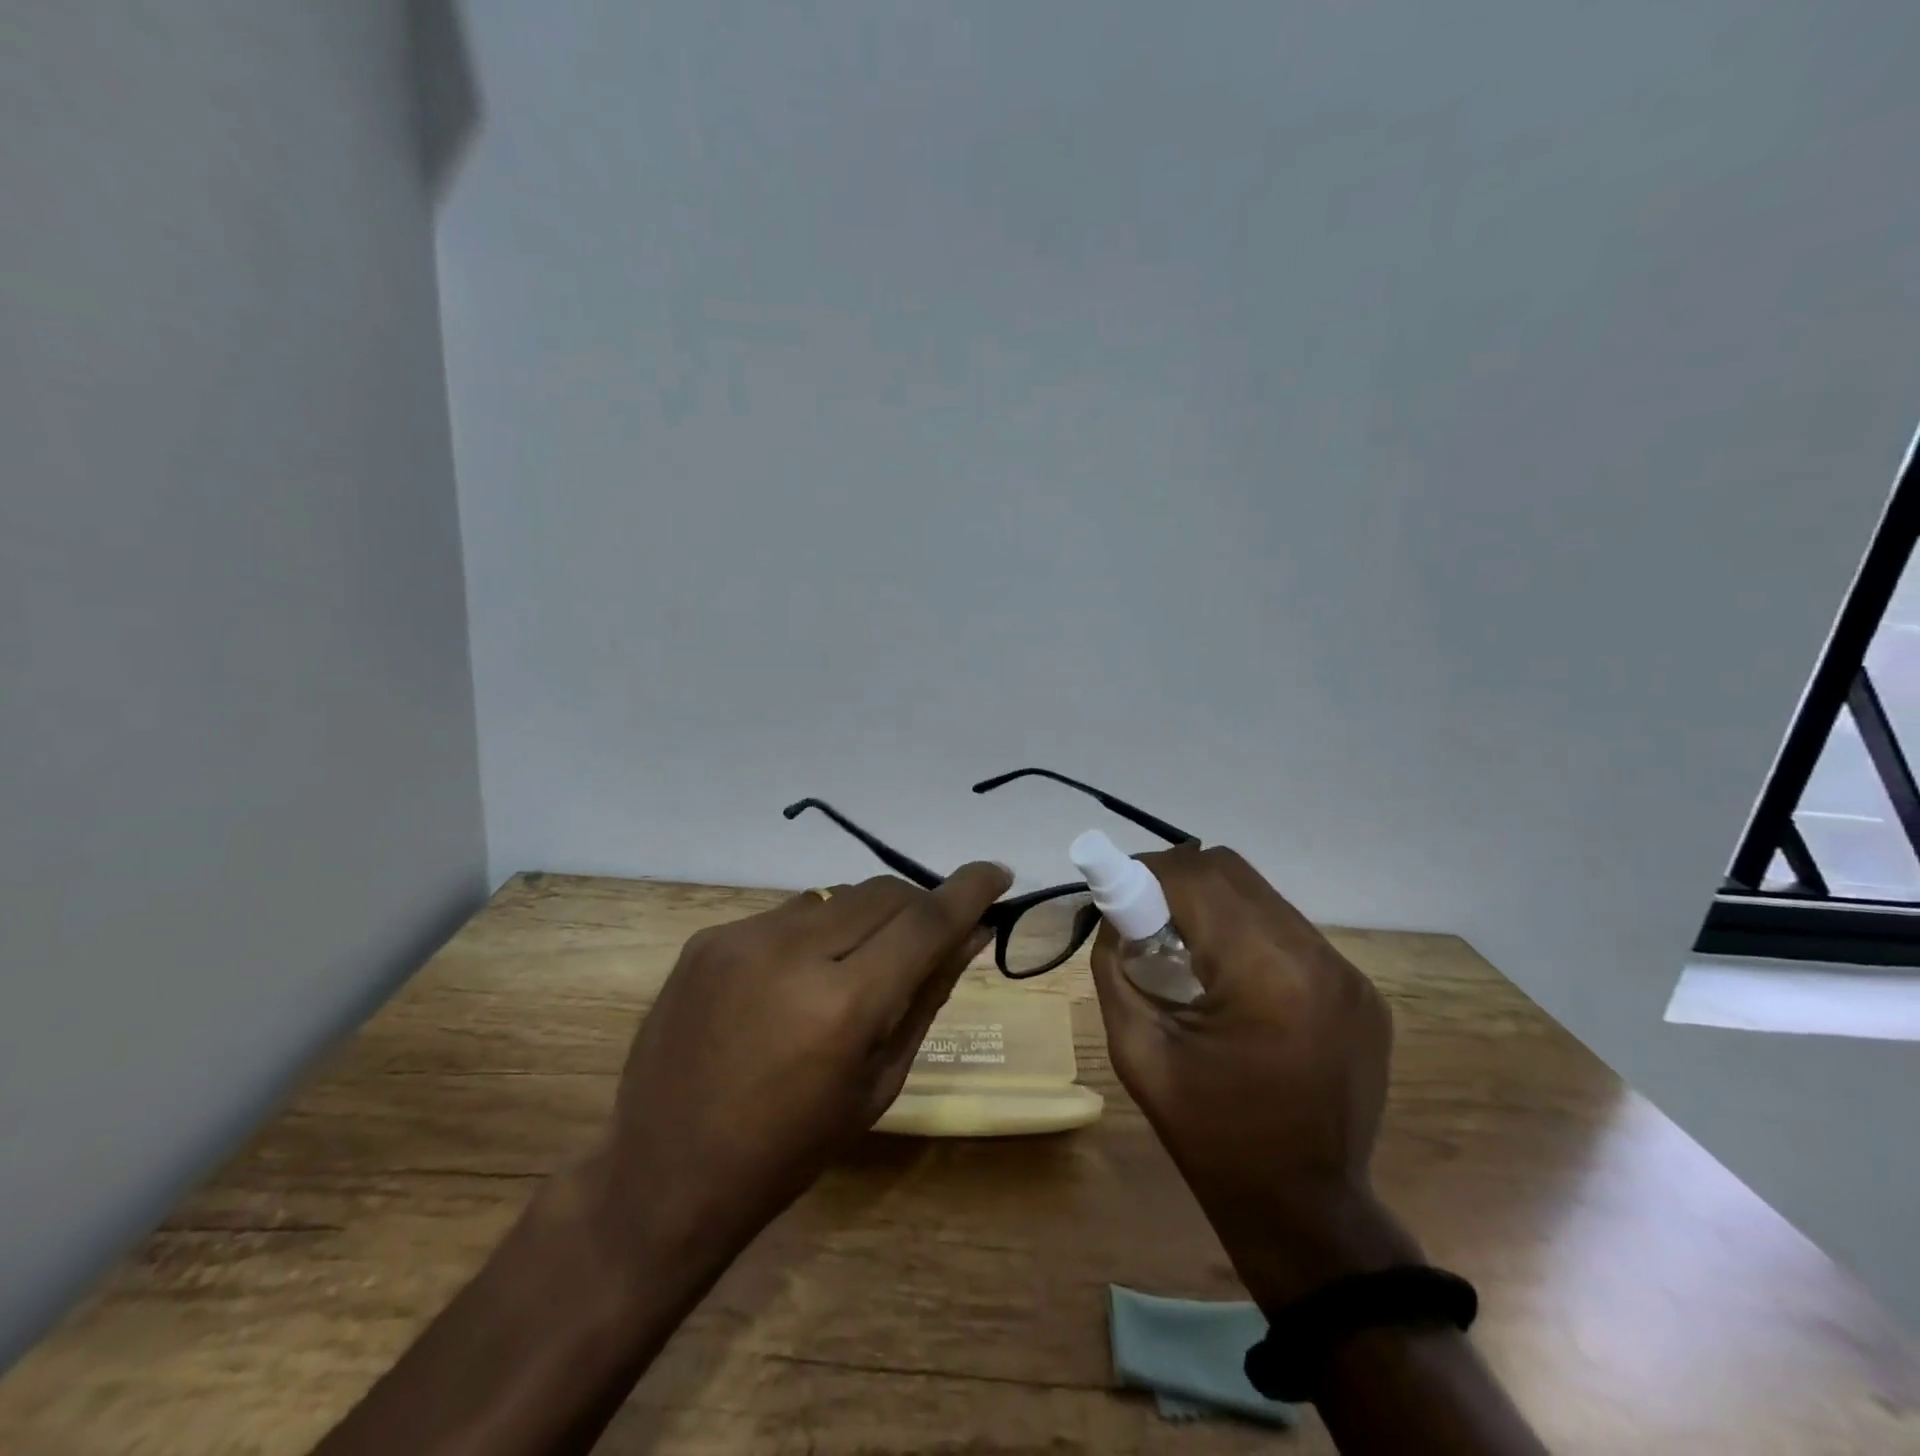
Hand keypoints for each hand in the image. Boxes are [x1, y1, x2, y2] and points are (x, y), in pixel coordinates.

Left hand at [584, 864, 1011, 1274]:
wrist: (664, 1172)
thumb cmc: (789, 1149)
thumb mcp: (878, 1083)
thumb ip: (926, 997)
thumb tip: (971, 936)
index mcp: (843, 1006)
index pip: (924, 922)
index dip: (968, 891)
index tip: (996, 873)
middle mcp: (792, 953)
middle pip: (883, 894)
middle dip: (917, 907)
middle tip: (925, 939)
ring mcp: (742, 938)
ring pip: (836, 896)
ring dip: (865, 918)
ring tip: (855, 965)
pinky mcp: (709, 937)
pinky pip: (788, 913)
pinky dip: (814, 932)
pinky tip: (798, 977)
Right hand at [1091, 843, 1420, 1310]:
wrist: (1304, 1212)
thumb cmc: (1210, 1136)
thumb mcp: (1138, 1050)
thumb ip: (1116, 967)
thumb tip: (1112, 915)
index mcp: (1264, 974)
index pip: (1196, 877)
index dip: (1145, 871)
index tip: (1115, 891)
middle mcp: (1317, 957)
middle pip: (1232, 873)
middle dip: (1177, 879)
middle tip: (1144, 916)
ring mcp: (1349, 974)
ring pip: (1263, 898)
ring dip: (1214, 906)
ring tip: (1186, 949)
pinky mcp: (1362, 992)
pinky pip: (1291, 934)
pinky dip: (1250, 935)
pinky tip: (1233, 981)